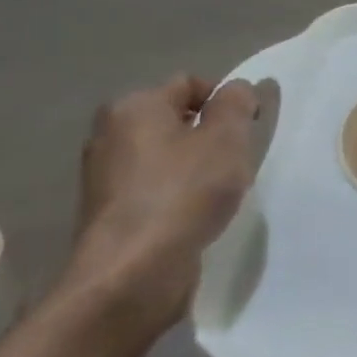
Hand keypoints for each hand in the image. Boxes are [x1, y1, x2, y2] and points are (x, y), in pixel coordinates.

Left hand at [61, 74, 259, 337]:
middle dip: (212, 135)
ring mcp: (105, 175)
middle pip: (177, 119)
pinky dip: (179, 193)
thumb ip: (237, 104)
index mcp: (134, 106)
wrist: (132, 273)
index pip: (191, 84)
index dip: (227, 100)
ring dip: (197, 167)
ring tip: (220, 192)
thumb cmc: (184, 194)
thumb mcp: (226, 139)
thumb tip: (239, 88)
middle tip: (238, 160)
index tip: (251, 130)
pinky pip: (156, 186)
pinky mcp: (111, 211)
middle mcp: (110, 133)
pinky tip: (197, 214)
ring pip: (167, 155)